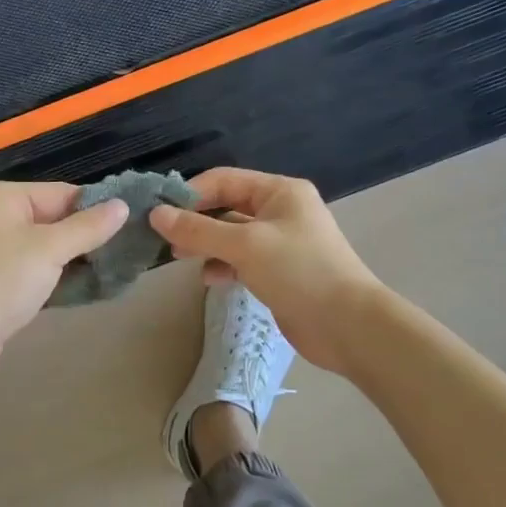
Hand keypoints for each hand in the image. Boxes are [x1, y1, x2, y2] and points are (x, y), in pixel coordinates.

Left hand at [0, 180, 129, 379]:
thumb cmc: (2, 282)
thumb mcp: (50, 250)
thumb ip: (88, 227)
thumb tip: (123, 206)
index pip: (59, 193)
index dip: (94, 211)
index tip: (127, 227)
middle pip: (50, 217)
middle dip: (82, 236)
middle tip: (120, 252)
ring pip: (41, 242)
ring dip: (69, 257)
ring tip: (106, 269)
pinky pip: (28, 262)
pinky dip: (50, 271)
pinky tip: (78, 284)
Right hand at [148, 168, 379, 371]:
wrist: (349, 326)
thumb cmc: (299, 272)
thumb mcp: (244, 246)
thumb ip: (198, 230)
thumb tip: (156, 214)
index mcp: (279, 191)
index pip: (223, 180)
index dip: (190, 193)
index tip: (159, 213)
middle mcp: (280, 210)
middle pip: (226, 206)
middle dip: (195, 221)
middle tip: (165, 239)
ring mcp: (281, 242)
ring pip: (231, 235)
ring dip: (206, 245)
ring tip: (181, 259)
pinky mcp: (280, 271)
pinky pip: (242, 260)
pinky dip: (224, 266)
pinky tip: (211, 279)